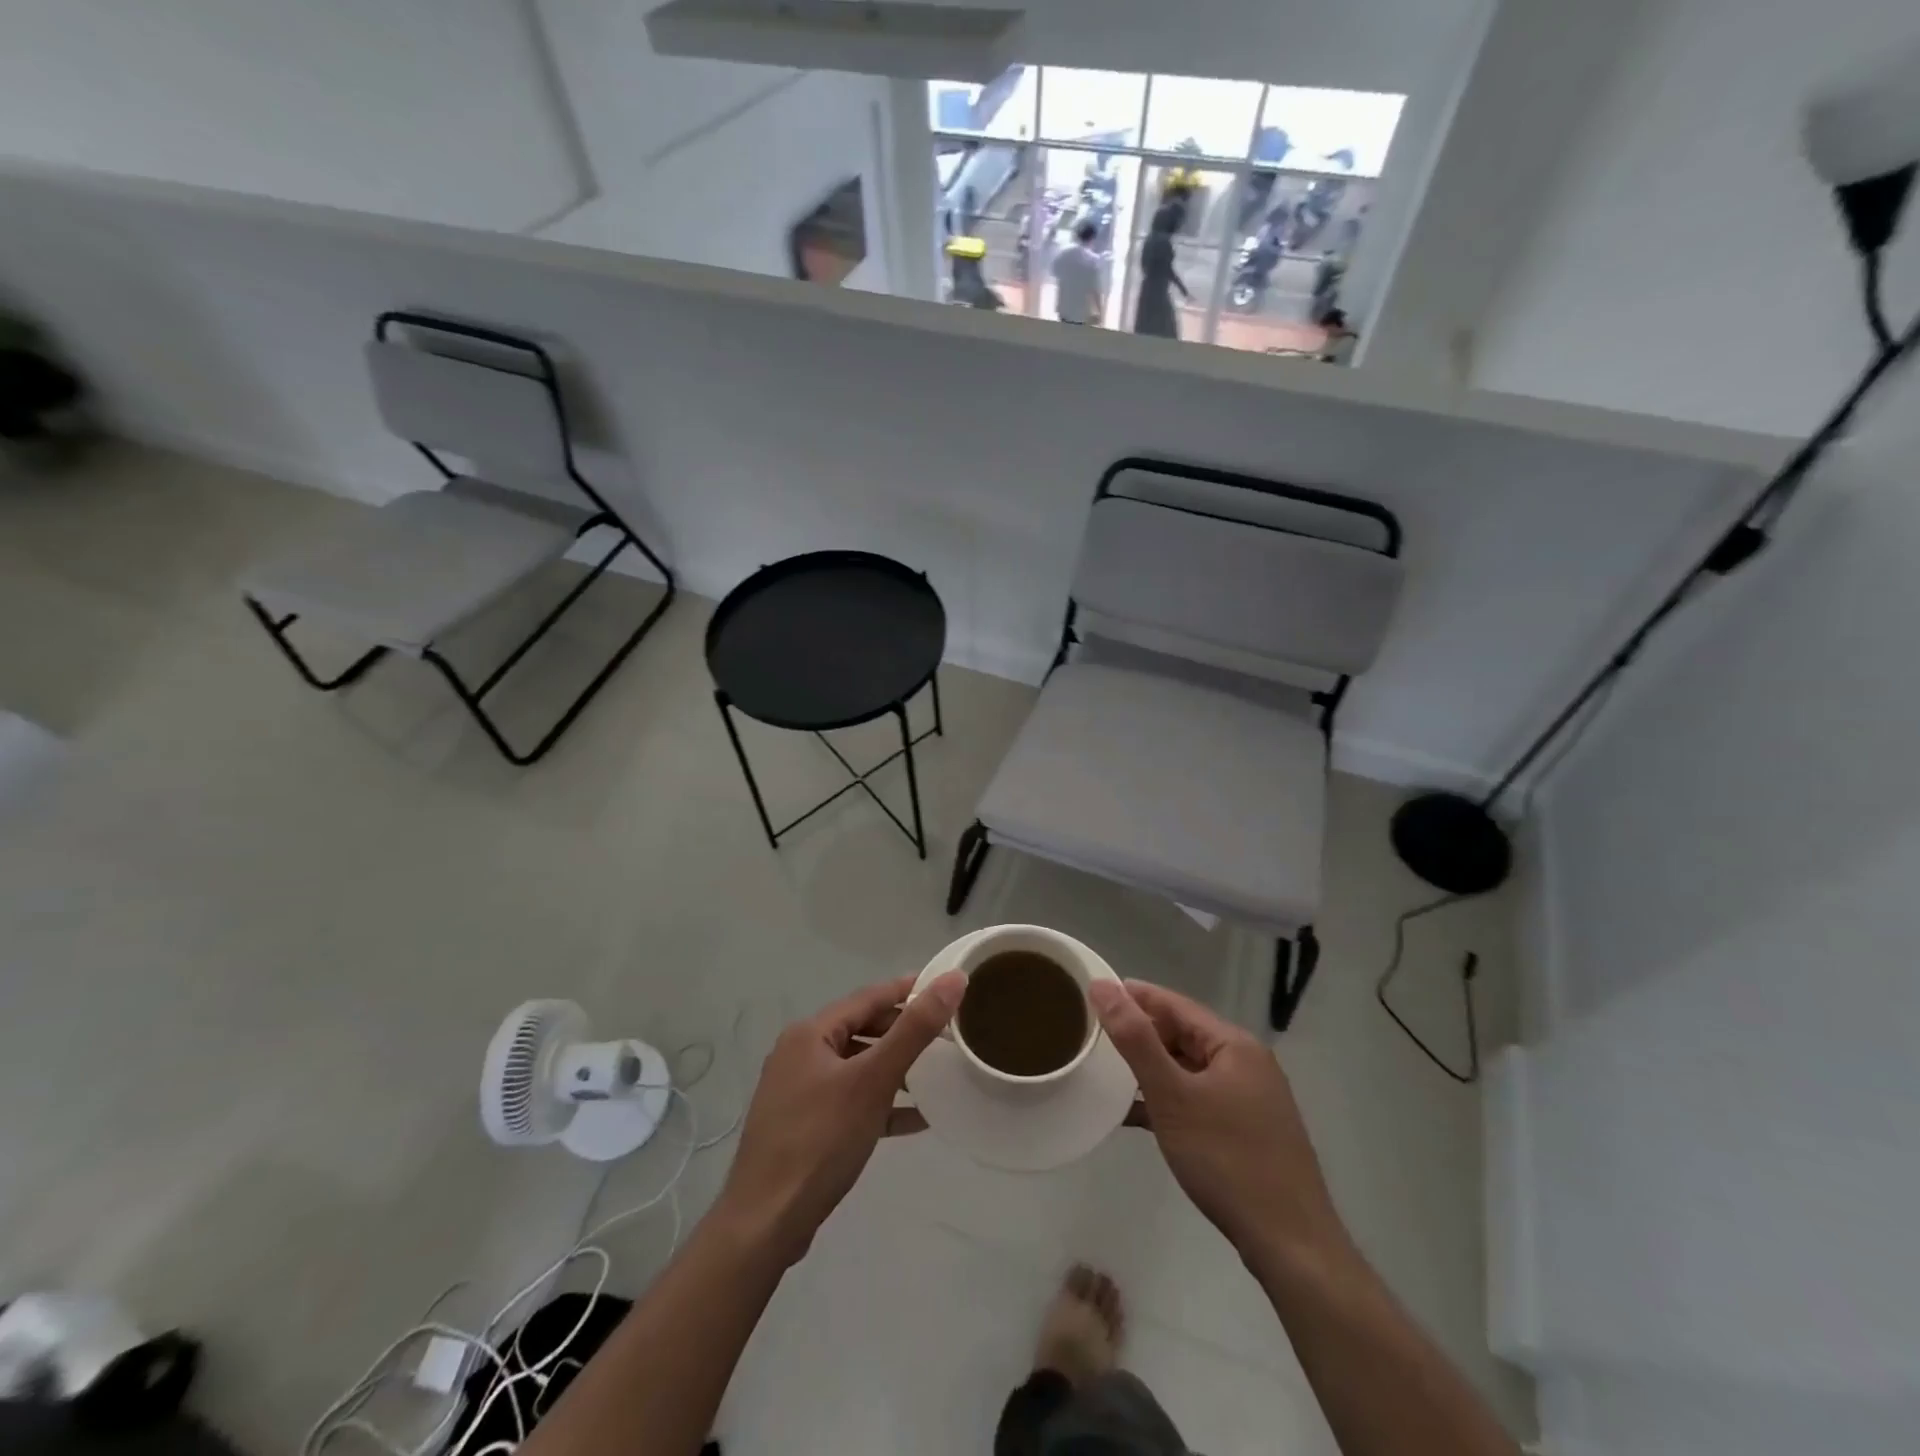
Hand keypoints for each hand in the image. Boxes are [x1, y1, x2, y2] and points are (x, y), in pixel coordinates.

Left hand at [716, 971, 963, 1266]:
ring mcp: (798, 1092)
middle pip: (862, 1030)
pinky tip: (914, 1119)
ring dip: (894, 1069)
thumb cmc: (820, 1141)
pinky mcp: (803, 1126)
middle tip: (947, 1036)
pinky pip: (850, 1101)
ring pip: (857, 1067)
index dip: (909, 989)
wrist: (764, 1225)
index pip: (869, 997)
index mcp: (810, 1033)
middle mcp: (800, 1054)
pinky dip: (880, 1103)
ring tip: (935, 1076)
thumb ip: (914, 1029)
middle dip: (904, 1032)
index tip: (948, 988)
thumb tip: (953, 979)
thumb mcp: (873, 1080)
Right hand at [1091, 980, 1345, 1265]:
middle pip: (1183, 1034)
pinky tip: (1135, 1114)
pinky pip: (1198, 1099)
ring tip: (1106, 1071)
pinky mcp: (1247, 1131)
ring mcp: (1250, 1099)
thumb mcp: (1172, 1095)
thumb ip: (1136, 1039)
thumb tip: (1103, 986)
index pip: (1174, 1004)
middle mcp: (1246, 1063)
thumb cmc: (1227, 1159)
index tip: (1091, 993)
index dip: (1133, 996)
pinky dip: (1168, 1100)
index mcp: (1233, 1044)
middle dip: (1140, 1034)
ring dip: (1150, 1070)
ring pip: (1189, 1069)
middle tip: (1093, 1036)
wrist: (1291, 1245)